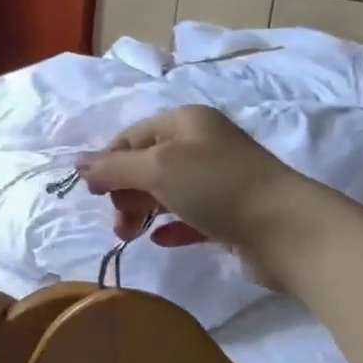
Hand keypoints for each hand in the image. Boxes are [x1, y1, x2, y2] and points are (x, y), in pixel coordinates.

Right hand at [76, 105, 323, 282]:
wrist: (286, 229)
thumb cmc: (217, 187)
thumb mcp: (158, 169)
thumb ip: (115, 167)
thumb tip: (77, 165)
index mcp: (185, 122)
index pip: (131, 137)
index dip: (108, 163)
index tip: (95, 195)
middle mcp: (201, 145)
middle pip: (146, 165)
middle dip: (125, 191)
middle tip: (119, 222)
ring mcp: (217, 180)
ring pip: (165, 192)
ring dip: (142, 211)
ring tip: (130, 235)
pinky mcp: (228, 213)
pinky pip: (188, 216)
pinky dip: (169, 226)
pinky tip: (159, 240)